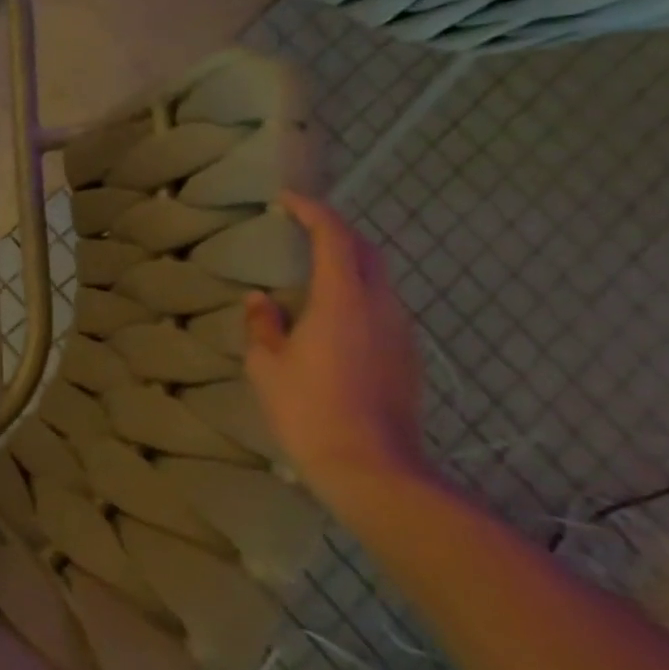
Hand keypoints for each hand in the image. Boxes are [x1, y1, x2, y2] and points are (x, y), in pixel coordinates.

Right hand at [243, 192, 430, 504]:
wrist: (373, 469)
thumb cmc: (308, 411)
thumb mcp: (267, 367)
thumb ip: (262, 325)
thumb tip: (260, 300)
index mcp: (343, 300)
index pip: (334, 237)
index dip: (312, 211)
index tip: (287, 200)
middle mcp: (380, 306)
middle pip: (366, 251)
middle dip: (336, 230)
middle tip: (302, 228)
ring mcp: (401, 332)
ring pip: (379, 279)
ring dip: (349, 262)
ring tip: (314, 269)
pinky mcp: (408, 357)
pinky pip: (382, 307)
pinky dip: (358, 292)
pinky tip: (333, 314)